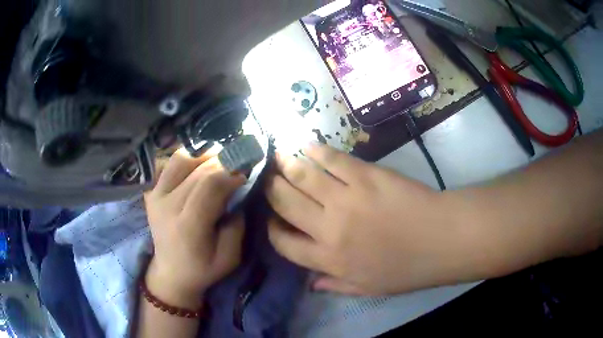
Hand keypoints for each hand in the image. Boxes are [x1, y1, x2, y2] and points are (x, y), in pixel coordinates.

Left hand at [144, 148, 245, 300]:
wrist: (171, 273)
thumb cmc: (203, 269)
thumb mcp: (231, 257)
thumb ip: (237, 225)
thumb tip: (237, 193)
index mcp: (189, 226)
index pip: (210, 185)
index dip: (231, 173)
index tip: (244, 176)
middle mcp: (168, 206)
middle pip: (198, 169)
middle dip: (223, 162)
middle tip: (236, 167)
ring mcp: (156, 196)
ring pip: (181, 158)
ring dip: (203, 156)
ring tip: (217, 164)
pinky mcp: (151, 192)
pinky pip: (168, 163)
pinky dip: (186, 159)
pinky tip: (197, 168)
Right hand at [265, 143, 472, 295]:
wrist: (441, 239)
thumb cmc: (406, 269)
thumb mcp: (368, 288)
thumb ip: (335, 286)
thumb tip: (311, 284)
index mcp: (329, 259)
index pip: (283, 243)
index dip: (271, 228)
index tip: (271, 218)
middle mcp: (329, 228)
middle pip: (286, 203)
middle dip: (271, 189)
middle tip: (268, 178)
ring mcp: (347, 198)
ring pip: (303, 176)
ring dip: (286, 164)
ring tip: (279, 156)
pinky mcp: (366, 175)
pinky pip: (333, 159)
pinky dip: (317, 151)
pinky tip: (308, 146)